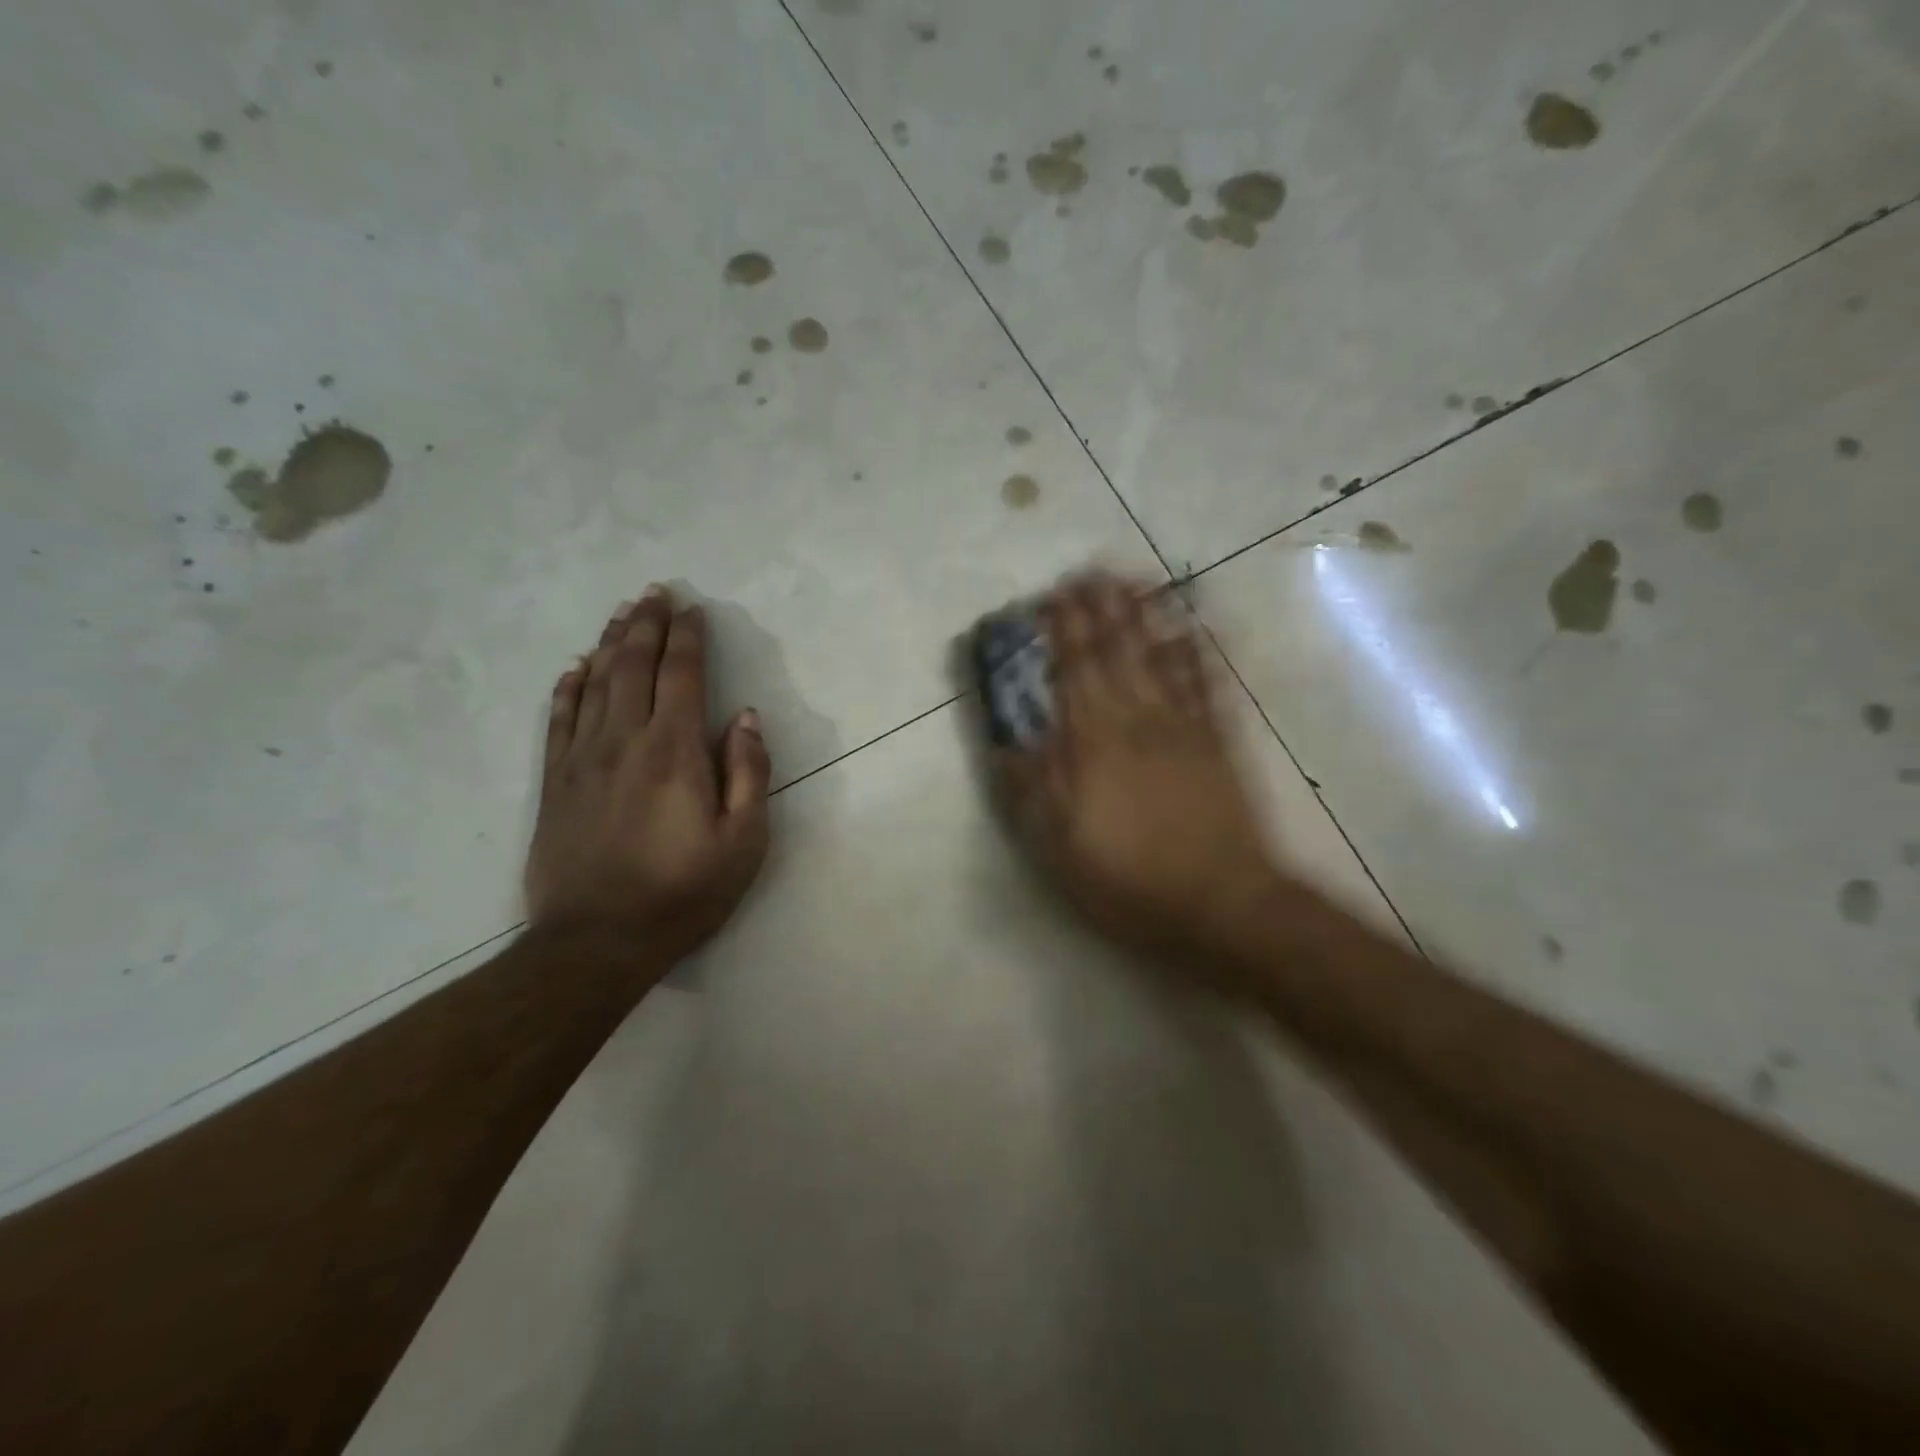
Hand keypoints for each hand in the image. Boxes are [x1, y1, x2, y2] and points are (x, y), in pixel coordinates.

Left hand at [525, 585, 770, 959]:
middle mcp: (624, 740)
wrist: (596, 941)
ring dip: (609, 643)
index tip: (694, 610)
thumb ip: (748, 773)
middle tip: (654, 592)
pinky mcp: (554, 783)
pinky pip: (558, 719)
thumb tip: (744, 718)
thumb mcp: (743, 842)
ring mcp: (581, 759)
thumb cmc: (683, 892)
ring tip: (622, 613)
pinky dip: (567, 687)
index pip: (681, 675)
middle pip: (632, 666)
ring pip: (594, 683)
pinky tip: (574, 667)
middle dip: (646, 624)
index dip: (688, 637)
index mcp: (674, 751)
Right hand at [992, 572, 1281, 969]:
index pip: (1075, 671)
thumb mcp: (1059, 847)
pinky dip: (1198, 652)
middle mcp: (1139, 720)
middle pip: (1118, 652)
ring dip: (1146, 616)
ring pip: (1161, 657)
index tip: (1053, 597)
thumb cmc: (1130, 879)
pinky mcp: (1219, 743)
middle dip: (1102, 609)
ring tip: (1136, 581)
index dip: (1063, 631)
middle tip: (1091, 571)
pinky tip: (1193, 629)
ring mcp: (1184, 728)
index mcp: (1095, 743)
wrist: (1222, 903)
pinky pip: (1206, 685)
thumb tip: (1005, 744)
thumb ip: (1032, 789)